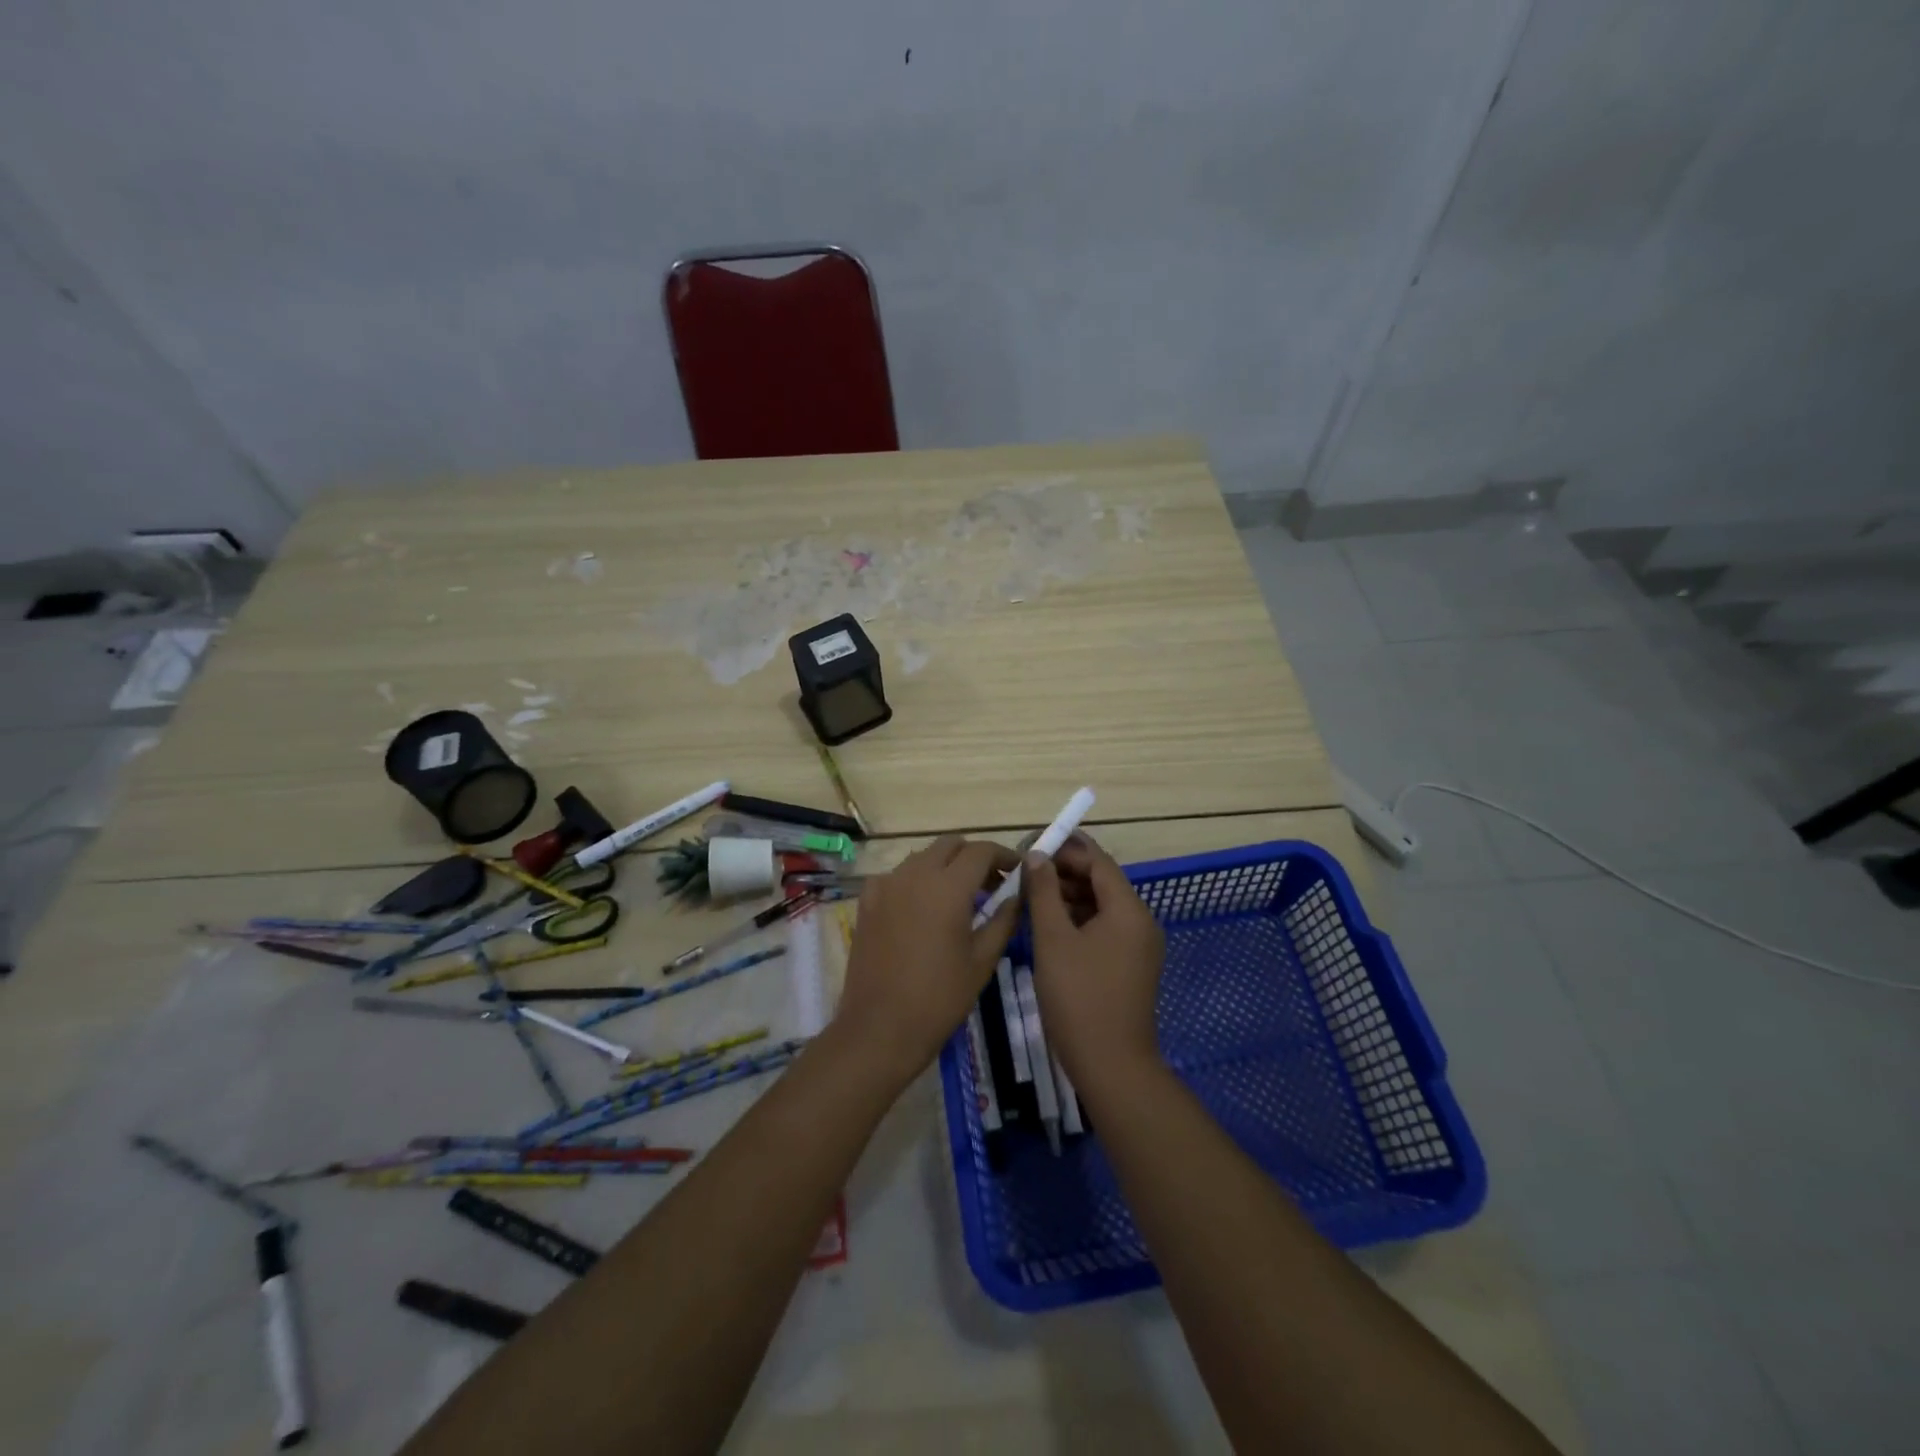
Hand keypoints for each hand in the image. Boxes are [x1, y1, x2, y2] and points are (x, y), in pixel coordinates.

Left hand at [834, 836, 1019, 1088]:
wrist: (879, 1028)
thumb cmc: (939, 998)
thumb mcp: (982, 960)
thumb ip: (1003, 920)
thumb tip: (1017, 895)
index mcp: (948, 886)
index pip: (981, 851)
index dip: (1003, 856)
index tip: (1017, 871)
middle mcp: (915, 874)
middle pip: (950, 845)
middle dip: (974, 857)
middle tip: (991, 884)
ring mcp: (886, 884)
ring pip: (922, 857)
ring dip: (945, 866)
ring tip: (959, 897)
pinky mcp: (867, 901)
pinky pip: (897, 876)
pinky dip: (915, 881)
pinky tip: (922, 908)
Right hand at [1025, 833, 1166, 1090]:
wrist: (1111, 1066)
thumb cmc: (1079, 997)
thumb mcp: (1053, 940)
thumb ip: (1044, 892)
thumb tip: (1036, 856)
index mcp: (1128, 910)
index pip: (1098, 862)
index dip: (1066, 849)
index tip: (1032, 846)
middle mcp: (1140, 922)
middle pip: (1102, 882)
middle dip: (1065, 872)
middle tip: (1026, 871)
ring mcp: (1138, 947)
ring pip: (1101, 907)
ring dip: (1069, 897)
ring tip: (1031, 895)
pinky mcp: (1130, 967)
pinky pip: (1104, 929)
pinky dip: (1078, 921)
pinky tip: (1048, 925)